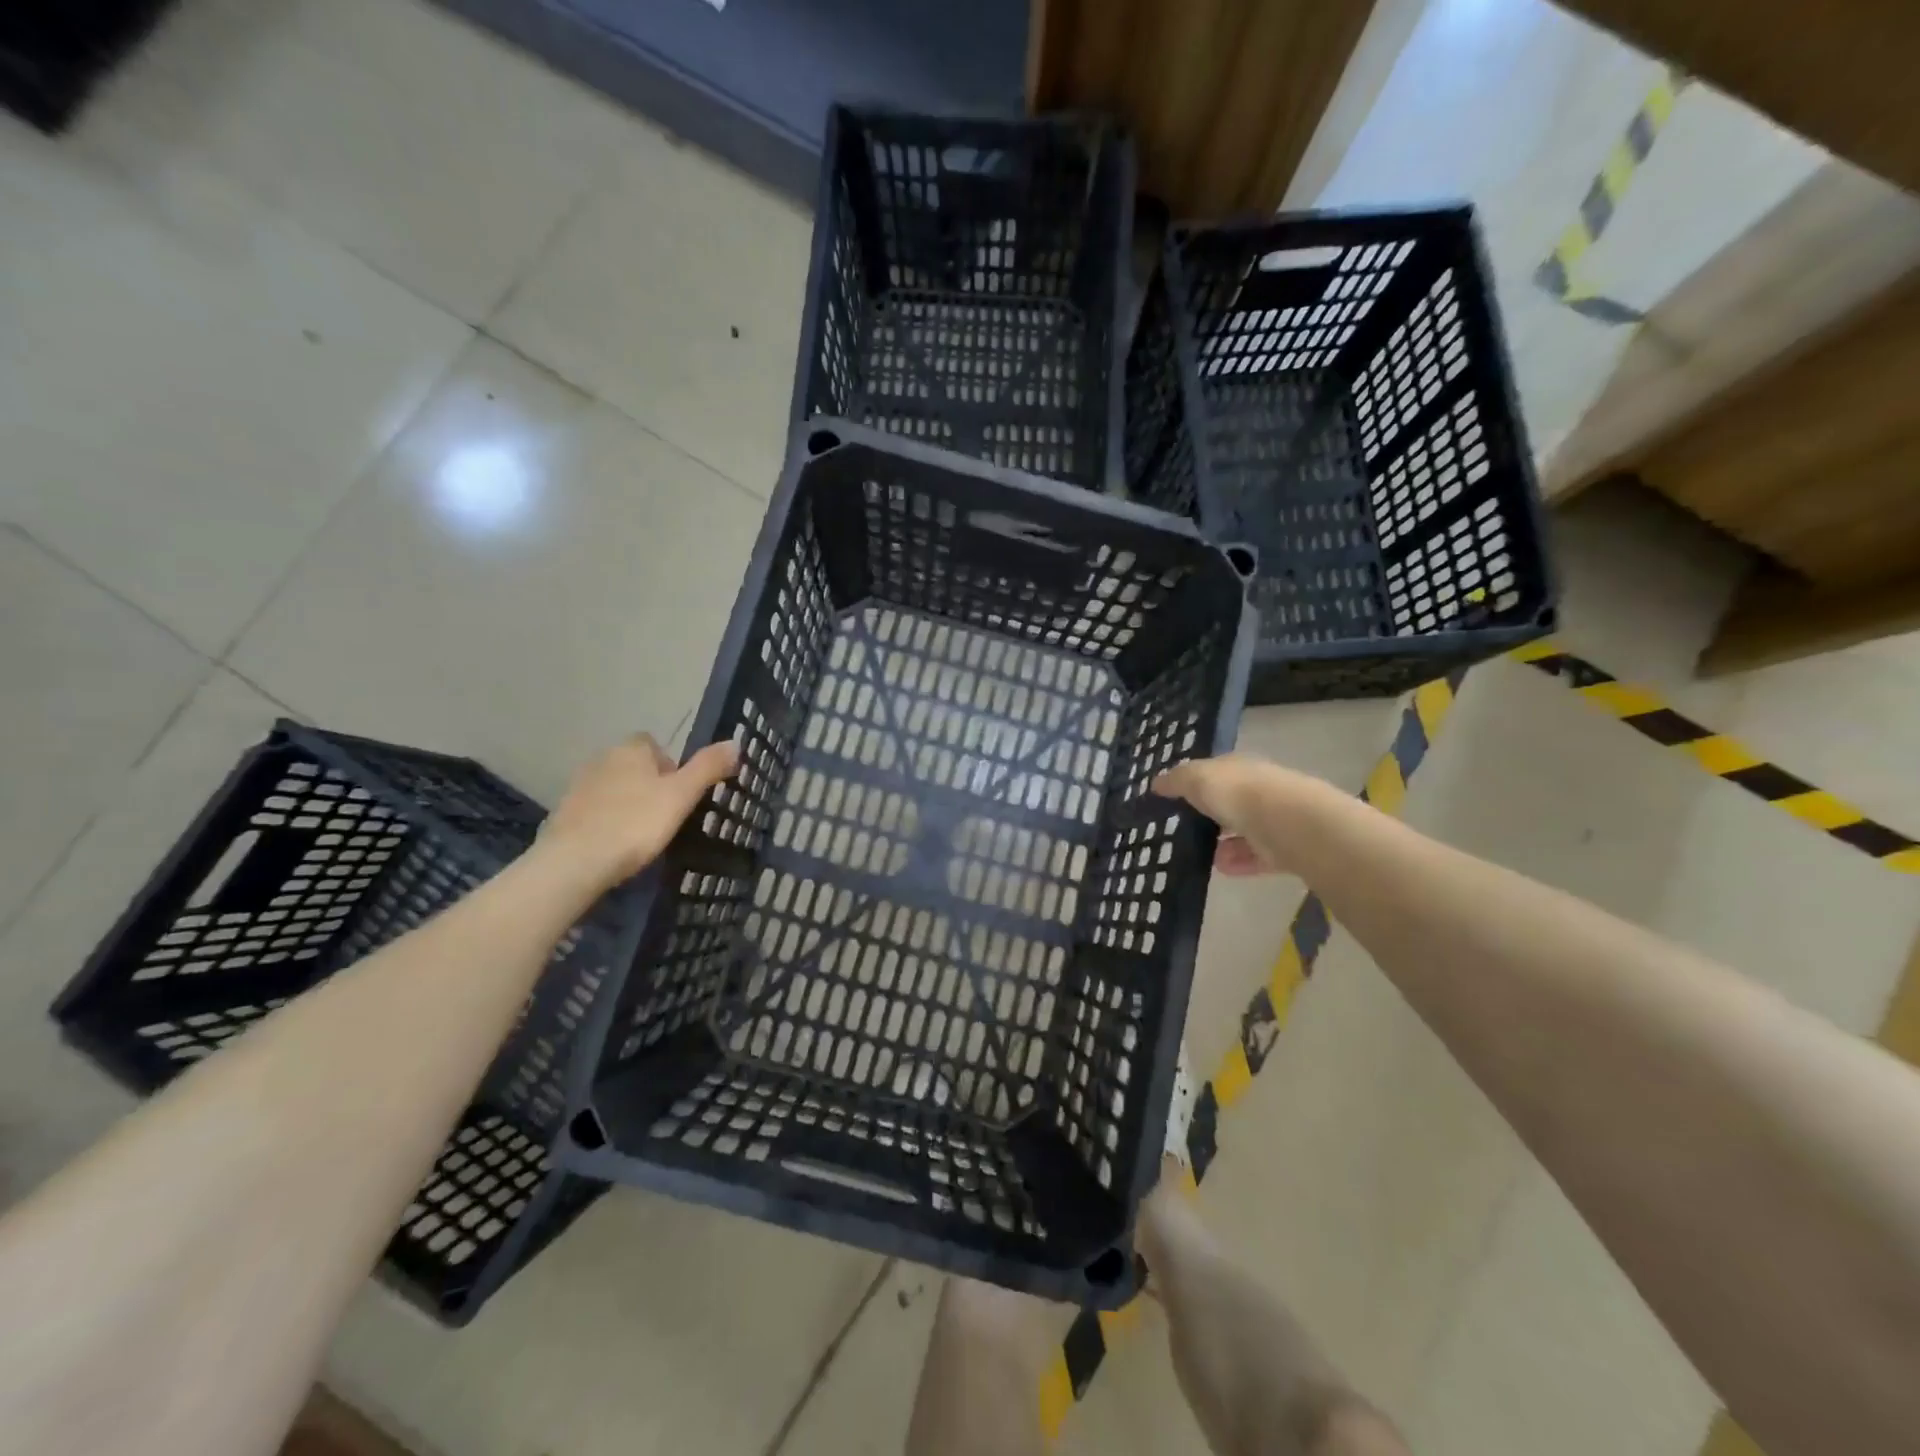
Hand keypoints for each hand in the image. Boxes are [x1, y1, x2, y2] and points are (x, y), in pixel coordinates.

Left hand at [540, 734, 738, 891]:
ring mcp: (578, 785)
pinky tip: (615, 845)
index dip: (670, 767)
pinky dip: (606, 821)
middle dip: (649, 785)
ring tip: (641, 834)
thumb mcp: (682, 796)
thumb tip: (735, 742)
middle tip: (665, 816)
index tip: (679, 795)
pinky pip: (595, 810)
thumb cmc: (635, 823)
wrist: (574, 861)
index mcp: (631, 749)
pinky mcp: (563, 812)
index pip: (654, 745)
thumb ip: (708, 767)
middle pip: (634, 765)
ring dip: (627, 803)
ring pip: (614, 787)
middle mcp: (602, 758)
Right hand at [1154, 754, 1333, 877]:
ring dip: (1224, 842)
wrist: (1288, 822)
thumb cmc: (1238, 793)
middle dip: (1210, 815)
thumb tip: (1156, 782)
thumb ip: (1176, 781)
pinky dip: (1239, 862)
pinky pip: (1257, 855)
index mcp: (1239, 767)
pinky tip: (1221, 869)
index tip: (1174, 798)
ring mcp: (1274, 818)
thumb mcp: (1196, 779)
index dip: (1194, 782)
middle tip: (1185, 830)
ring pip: (1245, 830)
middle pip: (1231, 801)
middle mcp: (1259, 788)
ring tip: (1200, 855)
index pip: (1215, 771)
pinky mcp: (1285, 848)